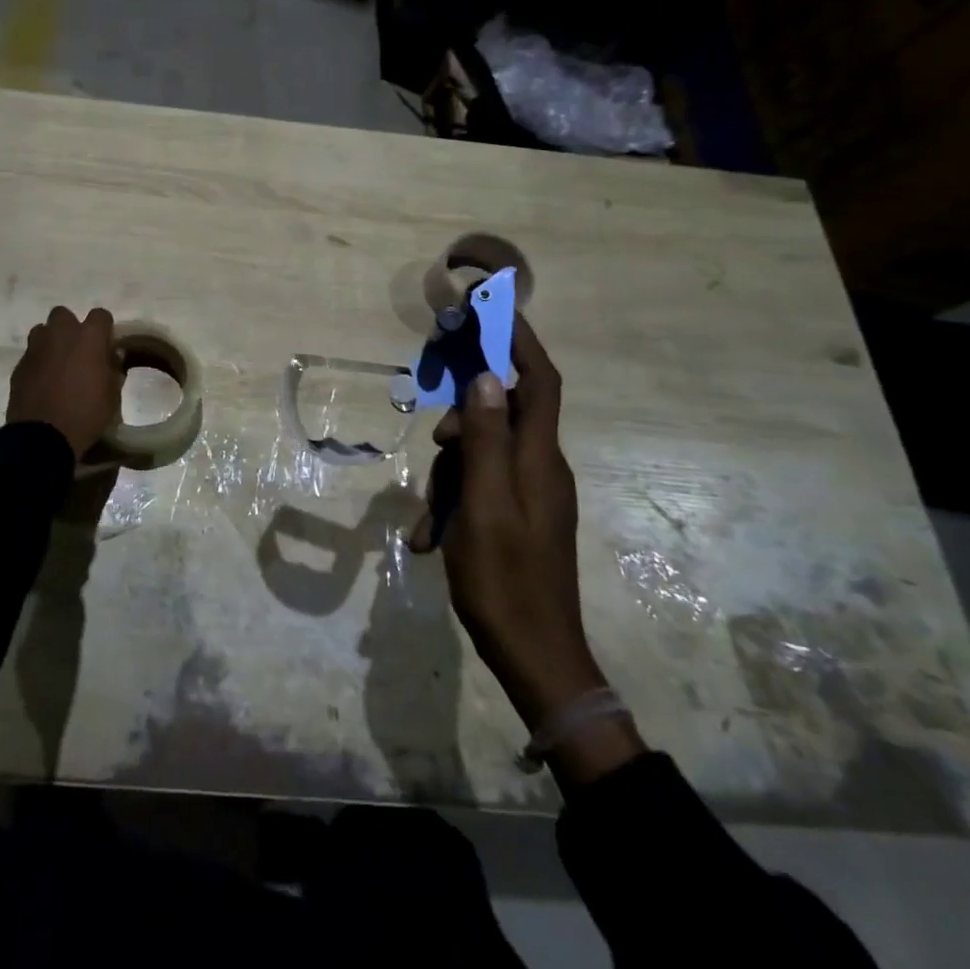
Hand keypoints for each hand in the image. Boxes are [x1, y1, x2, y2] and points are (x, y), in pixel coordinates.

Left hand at [7, 306, 121, 459]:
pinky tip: (43, 382)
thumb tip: (112, 358)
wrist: (42, 438)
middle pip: (63, 314)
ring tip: (58, 363)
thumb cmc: (85, 414)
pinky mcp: (19, 366)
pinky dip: (38, 362)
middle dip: (71, 327)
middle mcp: (60, 335)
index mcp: (88, 338)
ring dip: (51, 341)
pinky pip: (31, 354)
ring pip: (42, 331)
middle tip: (78, 350)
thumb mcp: (112, 396)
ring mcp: (36, 349)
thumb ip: (113, 370)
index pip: (100, 315)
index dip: (104, 328)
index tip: (106, 345)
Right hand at [416, 317, 642, 779]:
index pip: (537, 382)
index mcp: (541, 459)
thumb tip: (485, 378)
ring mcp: (533, 497)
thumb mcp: (483, 504)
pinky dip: (454, 505)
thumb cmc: (505, 578)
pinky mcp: (520, 520)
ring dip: (450, 476)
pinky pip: (482, 492)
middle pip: (501, 417)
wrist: (536, 659)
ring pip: (484, 457)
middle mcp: (543, 469)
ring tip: (427, 521)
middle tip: (436, 449)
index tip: (494, 309)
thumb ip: (485, 440)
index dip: (520, 342)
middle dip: (463, 424)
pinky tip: (430, 539)